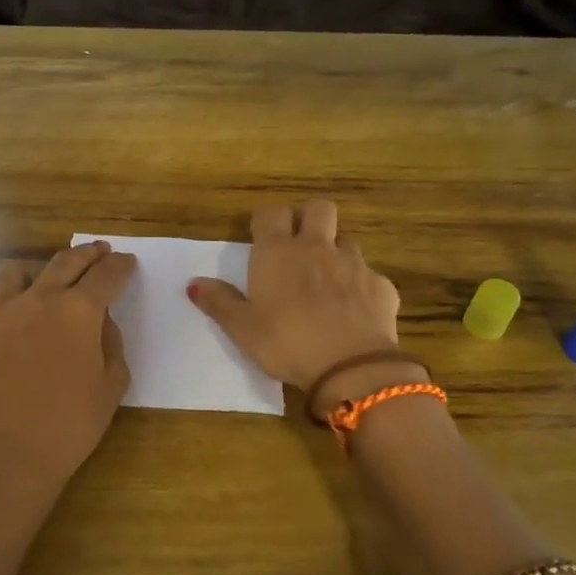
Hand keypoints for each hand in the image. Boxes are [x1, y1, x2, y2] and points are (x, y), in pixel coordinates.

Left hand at [0, 240, 134, 493]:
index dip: (120, 266)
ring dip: (37, 275)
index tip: (127, 262)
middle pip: (65, 262)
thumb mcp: (112, 385)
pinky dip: (2, 321)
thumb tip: (100, 322)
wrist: (8, 456)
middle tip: (99, 250)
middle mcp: (37, 300)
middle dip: (87, 254)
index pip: (106, 275)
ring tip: (44, 286)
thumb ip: (111, 343)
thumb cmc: (71, 424)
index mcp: (78, 310)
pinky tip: (6, 341)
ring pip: (17, 276)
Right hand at [188, 200, 424, 413]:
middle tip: (298, 245)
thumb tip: (194, 283)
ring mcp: (354, 264)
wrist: (350, 366)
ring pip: (347, 240)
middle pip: (319, 208)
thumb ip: (220, 303)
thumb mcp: (243, 329)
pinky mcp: (381, 286)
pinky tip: (354, 310)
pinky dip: (360, 286)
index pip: (272, 213)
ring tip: (326, 280)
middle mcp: (318, 248)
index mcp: (278, 253)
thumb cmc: (286, 343)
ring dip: (336, 252)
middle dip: (309, 218)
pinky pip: (370, 275)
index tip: (261, 237)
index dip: (266, 221)